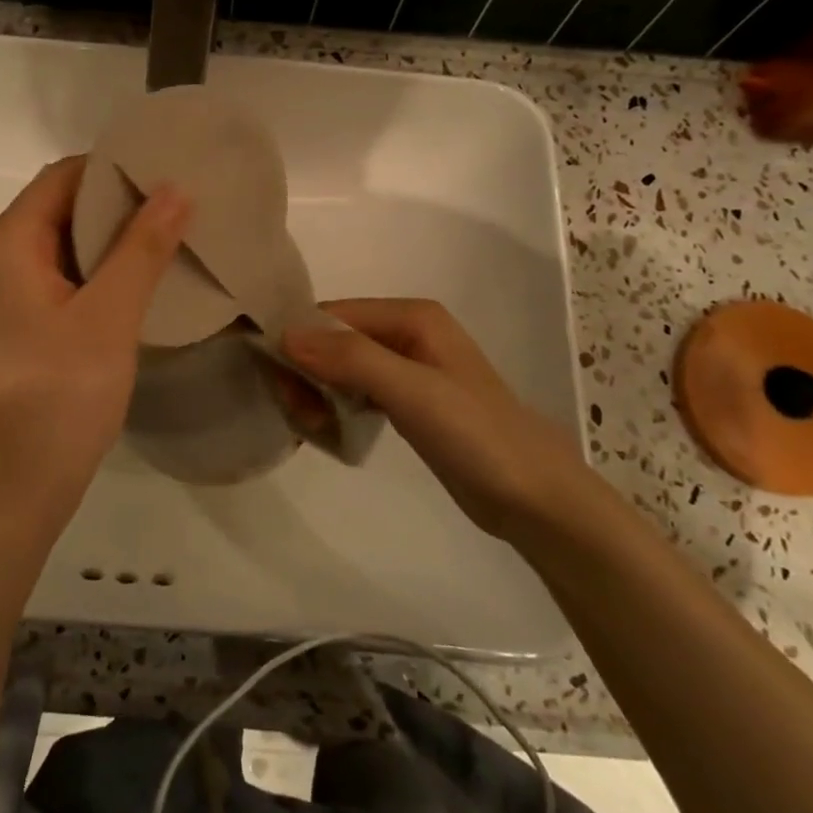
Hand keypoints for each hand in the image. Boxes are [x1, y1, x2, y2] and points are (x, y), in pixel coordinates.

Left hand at [0, 158, 190, 540]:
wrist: (8, 495)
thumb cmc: (57, 397)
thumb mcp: (108, 316)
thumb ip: (142, 248)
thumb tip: (174, 189)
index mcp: (5, 245)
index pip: (62, 178)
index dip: (115, 169)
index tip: (169, 171)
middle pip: (59, 209)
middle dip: (119, 205)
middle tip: (181, 206)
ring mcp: (0, 298)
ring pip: (62, 248)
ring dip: (112, 242)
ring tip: (171, 239)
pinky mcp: (14, 329)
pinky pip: (59, 281)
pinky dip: (98, 274)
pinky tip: (141, 284)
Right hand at [284, 298, 587, 541]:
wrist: (534, 498)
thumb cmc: (476, 435)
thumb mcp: (412, 391)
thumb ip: (351, 358)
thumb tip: (285, 334)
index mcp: (411, 316)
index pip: (333, 315)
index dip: (299, 342)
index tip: (277, 384)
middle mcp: (407, 332)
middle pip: (334, 340)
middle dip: (307, 372)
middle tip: (298, 415)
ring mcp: (409, 367)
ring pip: (341, 367)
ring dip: (318, 392)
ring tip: (313, 429)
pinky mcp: (409, 400)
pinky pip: (356, 391)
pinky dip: (337, 406)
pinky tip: (328, 431)